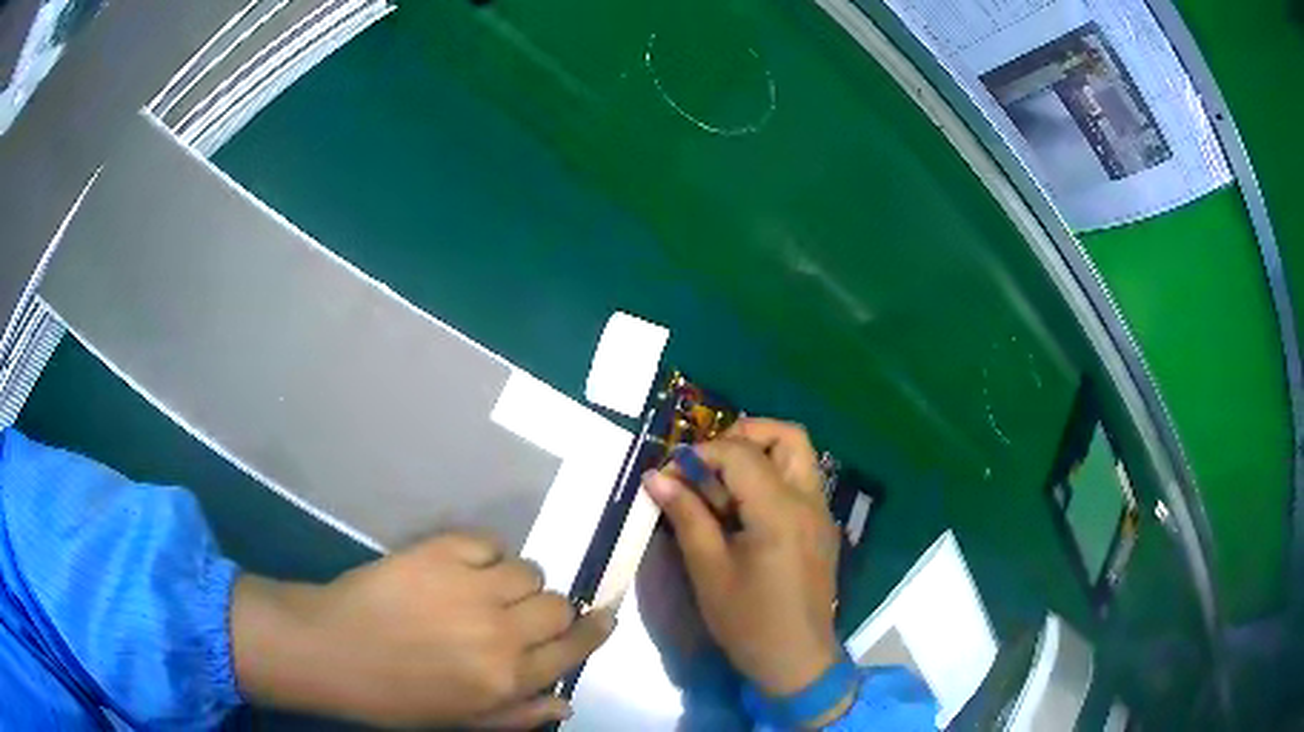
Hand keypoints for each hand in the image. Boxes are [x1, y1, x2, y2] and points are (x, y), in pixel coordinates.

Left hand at [231, 532, 615, 728]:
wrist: (331, 649)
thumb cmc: (395, 697)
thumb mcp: (461, 722)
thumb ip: (520, 715)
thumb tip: (567, 703)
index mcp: (506, 677)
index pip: (573, 648)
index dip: (595, 631)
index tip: (603, 617)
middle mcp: (499, 631)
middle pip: (559, 603)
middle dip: (554, 609)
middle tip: (527, 614)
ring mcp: (469, 586)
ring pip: (528, 570)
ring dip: (518, 582)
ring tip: (490, 590)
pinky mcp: (439, 552)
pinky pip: (488, 543)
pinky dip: (486, 554)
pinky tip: (465, 567)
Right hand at [643, 419, 846, 710]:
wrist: (797, 660)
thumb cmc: (748, 622)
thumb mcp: (708, 571)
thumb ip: (686, 516)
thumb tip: (655, 477)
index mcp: (780, 511)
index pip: (741, 454)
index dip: (700, 453)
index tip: (669, 473)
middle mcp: (809, 501)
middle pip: (788, 436)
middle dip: (744, 435)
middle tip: (707, 462)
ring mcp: (822, 513)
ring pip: (798, 456)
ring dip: (759, 455)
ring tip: (720, 485)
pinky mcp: (822, 528)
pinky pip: (800, 483)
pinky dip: (771, 478)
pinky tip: (742, 512)